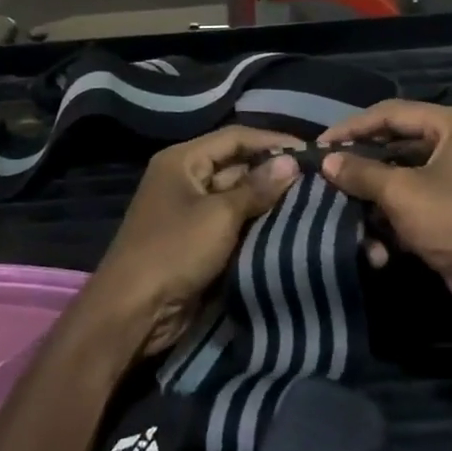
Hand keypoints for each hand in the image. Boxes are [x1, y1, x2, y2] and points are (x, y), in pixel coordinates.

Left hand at [85, 128, 300, 355]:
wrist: (134, 313)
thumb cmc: (174, 251)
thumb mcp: (220, 215)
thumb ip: (257, 188)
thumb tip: (292, 162)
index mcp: (183, 160)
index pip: (235, 137)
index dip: (272, 141)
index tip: (310, 151)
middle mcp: (185, 178)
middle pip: (236, 165)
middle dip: (273, 172)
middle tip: (316, 179)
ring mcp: (190, 211)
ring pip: (237, 196)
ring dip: (268, 200)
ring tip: (311, 200)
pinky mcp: (197, 240)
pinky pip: (232, 223)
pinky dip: (256, 224)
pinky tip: (288, 226)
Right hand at [319, 101, 451, 332]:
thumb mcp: (402, 193)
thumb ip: (361, 172)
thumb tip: (326, 160)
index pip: (391, 113)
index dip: (352, 127)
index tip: (319, 145)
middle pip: (395, 144)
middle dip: (361, 166)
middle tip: (325, 175)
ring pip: (400, 177)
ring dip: (374, 199)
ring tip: (343, 211)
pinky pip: (412, 202)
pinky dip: (392, 218)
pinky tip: (375, 243)